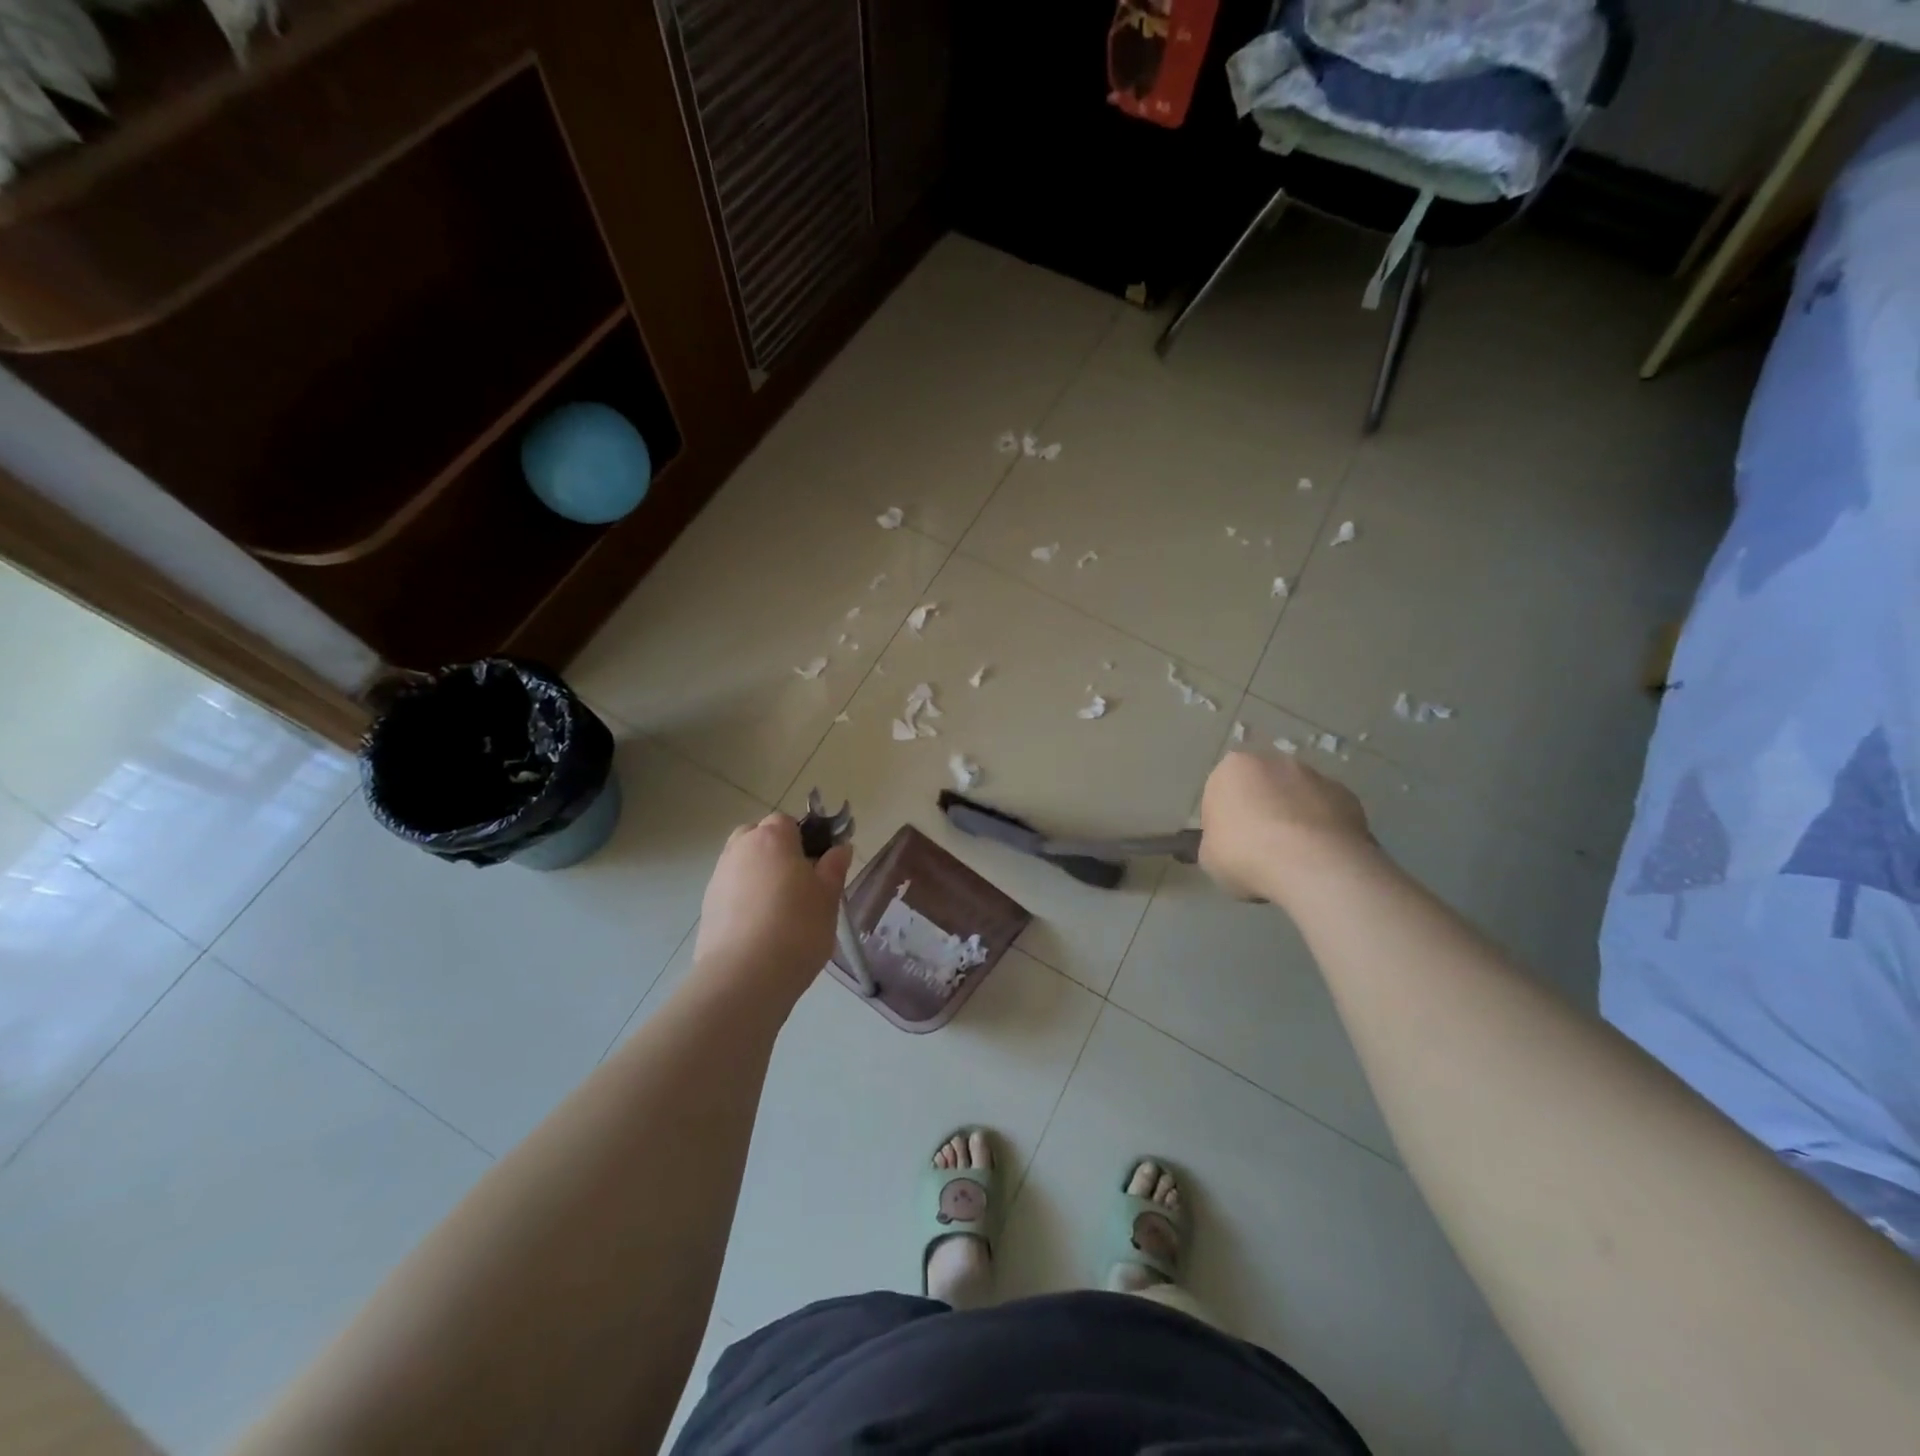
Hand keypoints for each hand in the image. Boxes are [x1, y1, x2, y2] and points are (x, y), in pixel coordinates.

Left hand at [693, 813, 853, 1000]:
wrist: (744, 977)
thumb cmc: (797, 927)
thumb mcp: (828, 897)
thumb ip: (834, 868)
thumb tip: (840, 848)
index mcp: (772, 838)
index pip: (786, 821)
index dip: (804, 838)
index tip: (820, 864)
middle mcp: (739, 849)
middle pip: (758, 837)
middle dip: (776, 851)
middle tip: (799, 882)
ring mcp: (718, 878)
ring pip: (743, 864)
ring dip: (759, 875)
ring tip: (781, 909)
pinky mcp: (706, 907)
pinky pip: (731, 890)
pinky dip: (745, 899)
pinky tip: (761, 927)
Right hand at [1199, 751, 1374, 904]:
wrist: (1312, 864)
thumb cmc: (1245, 854)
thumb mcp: (1209, 857)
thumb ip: (1217, 841)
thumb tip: (1231, 844)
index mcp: (1232, 768)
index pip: (1221, 792)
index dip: (1225, 821)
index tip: (1231, 846)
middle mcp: (1274, 761)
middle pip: (1263, 788)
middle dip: (1262, 811)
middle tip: (1262, 850)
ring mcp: (1315, 776)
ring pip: (1298, 798)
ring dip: (1295, 819)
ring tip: (1296, 858)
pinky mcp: (1348, 796)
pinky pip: (1328, 814)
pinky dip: (1324, 830)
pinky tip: (1321, 858)